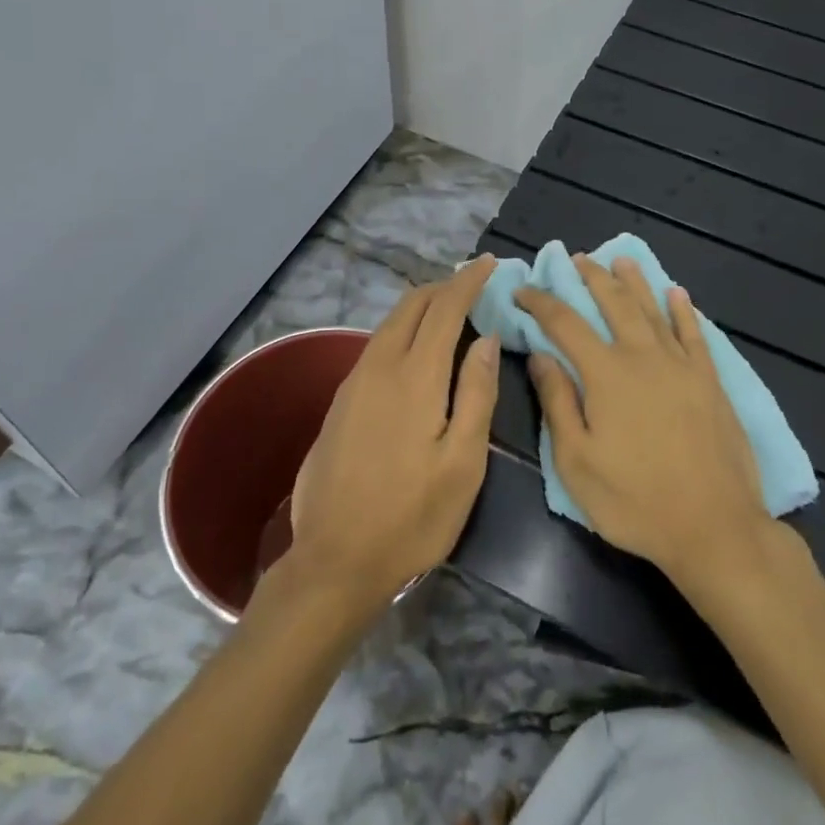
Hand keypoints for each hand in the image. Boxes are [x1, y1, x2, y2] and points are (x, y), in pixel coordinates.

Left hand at [287, 256, 500, 611]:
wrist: (334, 560)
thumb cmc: (412, 516)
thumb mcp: (463, 463)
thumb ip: (477, 394)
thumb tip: (486, 339)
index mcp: (415, 376)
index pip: (445, 308)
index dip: (468, 281)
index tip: (490, 264)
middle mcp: (379, 367)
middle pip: (411, 306)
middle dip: (443, 286)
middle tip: (473, 285)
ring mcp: (353, 382)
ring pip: (389, 323)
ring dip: (421, 307)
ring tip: (450, 311)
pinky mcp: (340, 402)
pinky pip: (376, 345)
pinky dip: (402, 331)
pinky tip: (414, 350)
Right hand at [517, 256, 770, 586]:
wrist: (714, 527)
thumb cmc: (635, 501)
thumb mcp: (577, 461)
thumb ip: (557, 402)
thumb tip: (540, 355)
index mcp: (605, 373)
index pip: (565, 323)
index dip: (541, 302)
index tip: (523, 291)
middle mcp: (643, 356)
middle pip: (613, 303)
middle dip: (591, 278)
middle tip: (576, 259)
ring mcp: (681, 365)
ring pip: (653, 309)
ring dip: (634, 282)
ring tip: (620, 260)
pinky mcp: (710, 381)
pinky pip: (694, 334)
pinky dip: (683, 311)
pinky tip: (677, 293)